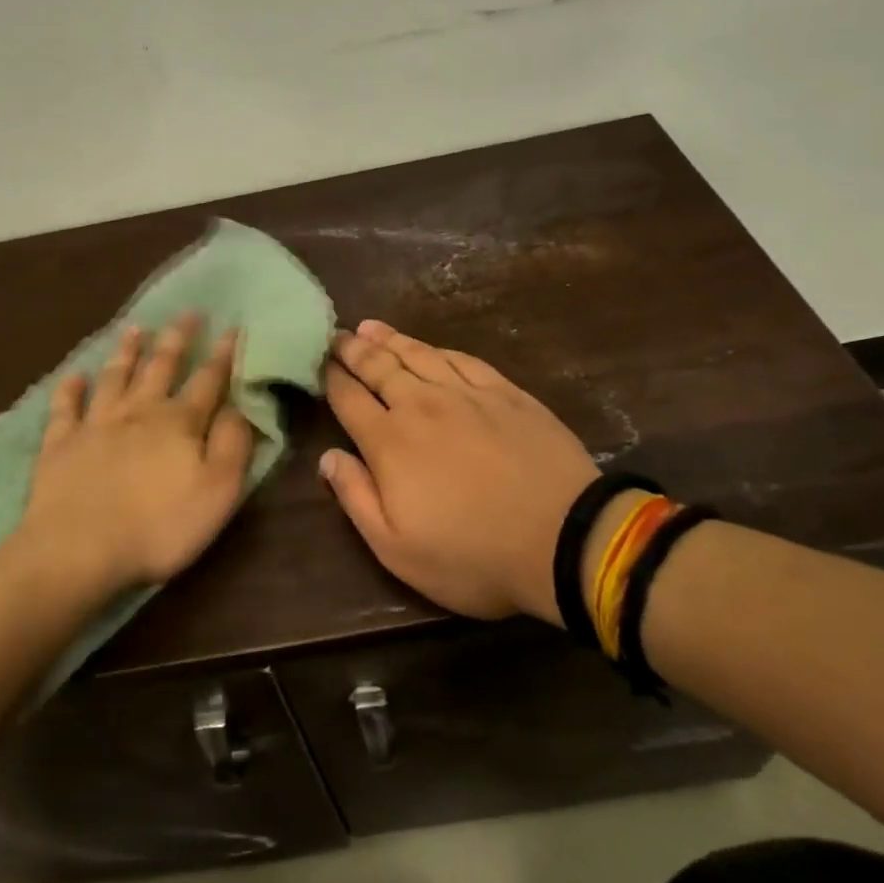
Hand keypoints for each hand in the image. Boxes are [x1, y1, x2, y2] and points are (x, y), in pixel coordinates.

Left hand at [17, 313, 254, 592]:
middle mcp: (138, 411)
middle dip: (177, 338)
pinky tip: (73, 376)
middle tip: (187, 312)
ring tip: (135, 328)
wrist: (78, 550)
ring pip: (114, 376)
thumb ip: (232, 445)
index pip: (208, 380)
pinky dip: (69, 389)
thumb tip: (239, 406)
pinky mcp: (60, 443)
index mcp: (179, 423)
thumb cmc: (159, 527)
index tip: (233, 327)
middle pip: (160, 366)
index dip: (223, 354)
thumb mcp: (217, 491)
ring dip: (127, 351)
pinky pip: (65, 407)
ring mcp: (95, 424)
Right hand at [320, 319, 599, 623]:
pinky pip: (463, 359)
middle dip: (354, 350)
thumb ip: (356, 497)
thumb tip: (328, 456)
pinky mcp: (506, 393)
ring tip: (370, 327)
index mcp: (390, 442)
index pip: (350, 399)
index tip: (319, 361)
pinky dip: (439, 349)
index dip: (331, 378)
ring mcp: (467, 394)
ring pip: (419, 355)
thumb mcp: (396, 548)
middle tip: (337, 335)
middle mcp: (422, 405)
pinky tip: (431, 347)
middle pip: (379, 368)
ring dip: (390, 340)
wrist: (564, 539)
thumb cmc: (472, 555)